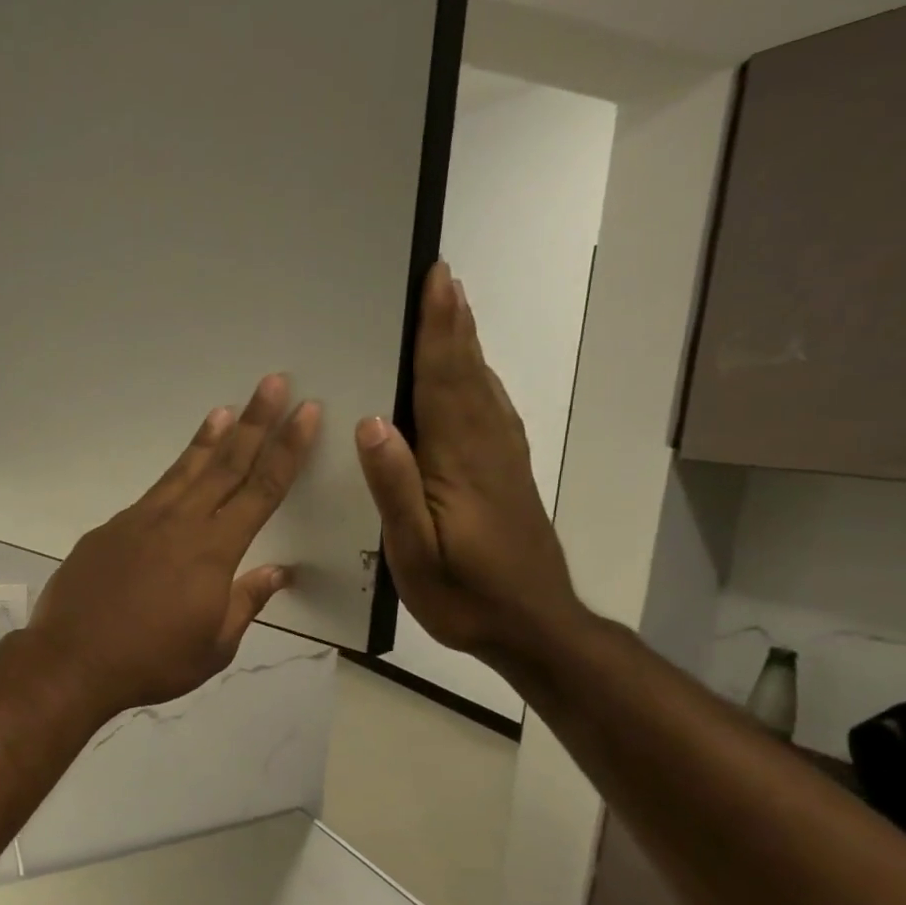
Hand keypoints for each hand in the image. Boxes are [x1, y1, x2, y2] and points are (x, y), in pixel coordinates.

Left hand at [28, 375, 320, 716]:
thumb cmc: (152, 661)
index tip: (306, 413)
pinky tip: (178, 477)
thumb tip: (278, 572)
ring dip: (209, 439)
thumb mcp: (214, 647)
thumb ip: (246, 602)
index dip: (288, 448)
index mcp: (214, 551)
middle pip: (226, 464)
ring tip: (225, 409)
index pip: (262, 489)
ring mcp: (139, 521)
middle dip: (254, 421)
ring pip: (184, 471)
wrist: (72, 661)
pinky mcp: (109, 529)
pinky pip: (151, 496)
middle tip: (273, 382)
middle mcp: (180, 524)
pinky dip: (172, 477)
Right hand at [355, 263, 586, 673]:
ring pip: (484, 390)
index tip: (435, 282)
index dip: (438, 332)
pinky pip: (494, 413)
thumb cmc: (464, 594)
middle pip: (468, 375)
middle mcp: (486, 450)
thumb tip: (372, 423)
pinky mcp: (510, 477)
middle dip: (454, 325)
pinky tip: (476, 379)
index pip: (444, 383)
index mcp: (458, 463)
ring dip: (469, 346)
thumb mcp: (416, 552)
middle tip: (444, 278)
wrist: (534, 626)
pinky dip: (482, 382)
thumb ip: (395, 488)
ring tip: (457, 311)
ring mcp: (503, 463)